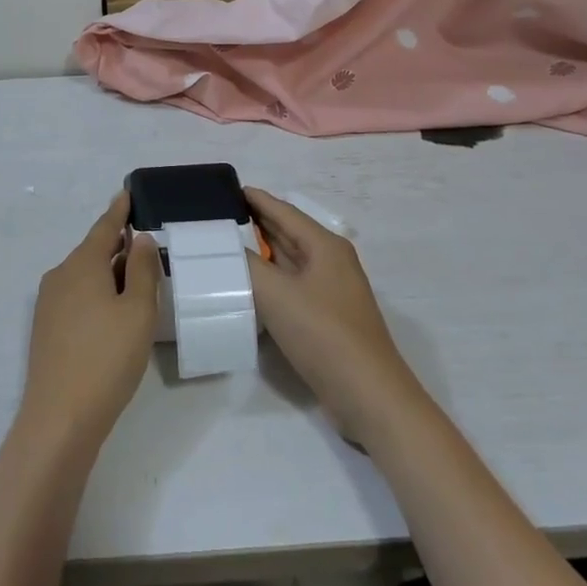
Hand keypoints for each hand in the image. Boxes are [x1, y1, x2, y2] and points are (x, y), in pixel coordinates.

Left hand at [16, 193, 161, 461]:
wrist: (59, 419)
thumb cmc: (107, 359)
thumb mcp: (138, 311)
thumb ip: (142, 270)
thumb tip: (138, 238)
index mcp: (82, 264)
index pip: (104, 227)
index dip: (119, 210)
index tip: (127, 193)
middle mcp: (60, 276)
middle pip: (93, 251)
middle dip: (118, 246)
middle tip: (145, 245)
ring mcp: (48, 303)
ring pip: (84, 276)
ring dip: (108, 273)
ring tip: (136, 281)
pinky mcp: (45, 329)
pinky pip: (76, 296)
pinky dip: (96, 294)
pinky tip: (112, 313)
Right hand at [246, 188, 427, 449]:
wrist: (369, 396)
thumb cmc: (324, 334)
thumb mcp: (277, 295)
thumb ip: (247, 266)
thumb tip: (225, 247)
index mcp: (325, 246)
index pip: (284, 211)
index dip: (256, 199)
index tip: (226, 189)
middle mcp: (330, 262)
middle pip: (288, 233)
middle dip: (255, 223)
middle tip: (217, 216)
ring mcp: (330, 291)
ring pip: (288, 261)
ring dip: (260, 252)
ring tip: (224, 245)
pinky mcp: (326, 318)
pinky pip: (291, 286)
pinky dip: (268, 280)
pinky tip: (246, 285)